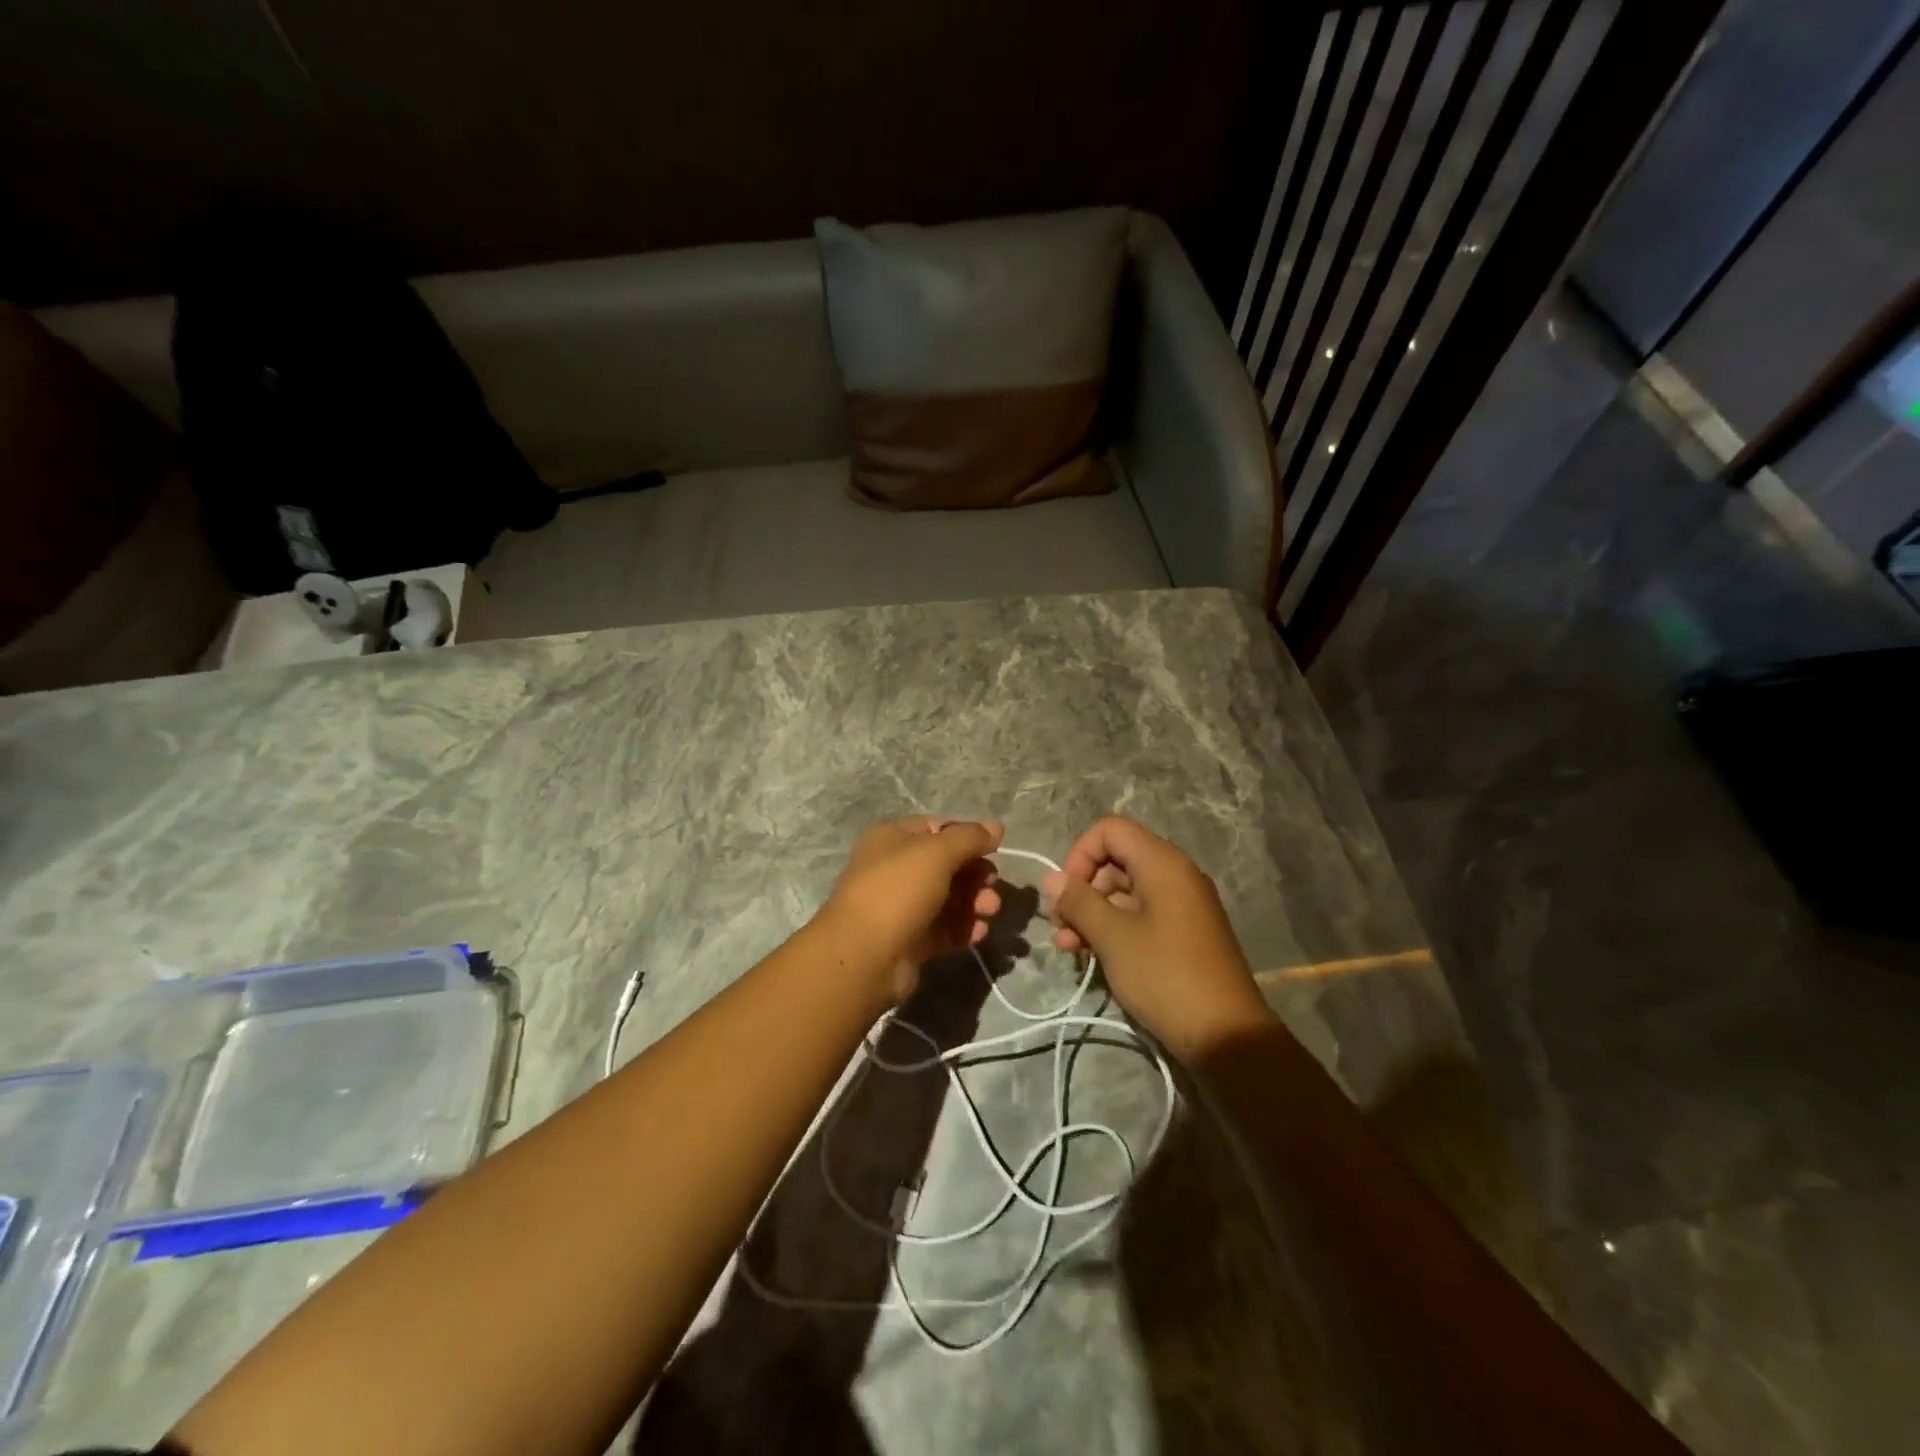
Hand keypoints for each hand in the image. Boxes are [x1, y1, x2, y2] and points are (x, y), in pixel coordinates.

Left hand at [817, 817, 1004, 1005]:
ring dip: (974, 902)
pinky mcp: (910, 940)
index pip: (937, 828)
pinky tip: (979, 933)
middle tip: (993, 886)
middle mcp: (895, 869)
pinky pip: (944, 929)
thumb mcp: (936, 853)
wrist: (864, 956)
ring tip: (990, 911)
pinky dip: (964, 928)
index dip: (967, 837)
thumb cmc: (898, 891)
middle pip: (946, 865)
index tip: (993, 850)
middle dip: (975, 874)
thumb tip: (997, 827)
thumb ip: (969, 838)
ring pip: (948, 898)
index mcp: (893, 839)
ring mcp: (901, 907)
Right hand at [1042, 816, 1271, 1060]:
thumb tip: (1051, 878)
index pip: (1110, 830)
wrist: (1225, 1036)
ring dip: (1092, 913)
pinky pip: (1139, 915)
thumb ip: (1079, 902)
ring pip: (1124, 892)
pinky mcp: (1181, 934)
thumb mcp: (1113, 937)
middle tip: (1060, 926)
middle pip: (1116, 861)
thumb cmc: (1165, 976)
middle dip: (1082, 889)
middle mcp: (1174, 875)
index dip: (1081, 854)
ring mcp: (1180, 905)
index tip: (1067, 892)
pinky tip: (1090, 955)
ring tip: (1068, 948)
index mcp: (1163, 864)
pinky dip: (1113, 928)